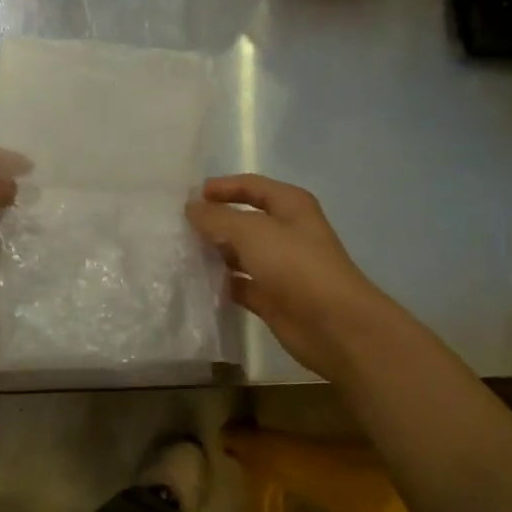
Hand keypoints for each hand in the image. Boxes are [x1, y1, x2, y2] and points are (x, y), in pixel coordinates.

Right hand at [187, 174, 392, 382]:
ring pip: (239, 253)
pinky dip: (220, 283)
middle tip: (178, 226)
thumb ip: (217, 218)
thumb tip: (191, 208)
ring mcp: (279, 267)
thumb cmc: (296, 266)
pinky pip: (239, 284)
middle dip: (214, 221)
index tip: (190, 196)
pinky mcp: (271, 297)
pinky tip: (195, 283)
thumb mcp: (252, 232)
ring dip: (214, 252)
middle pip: (243, 220)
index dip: (223, 187)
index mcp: (290, 207)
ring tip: (180, 252)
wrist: (334, 325)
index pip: (252, 186)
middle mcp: (286, 233)